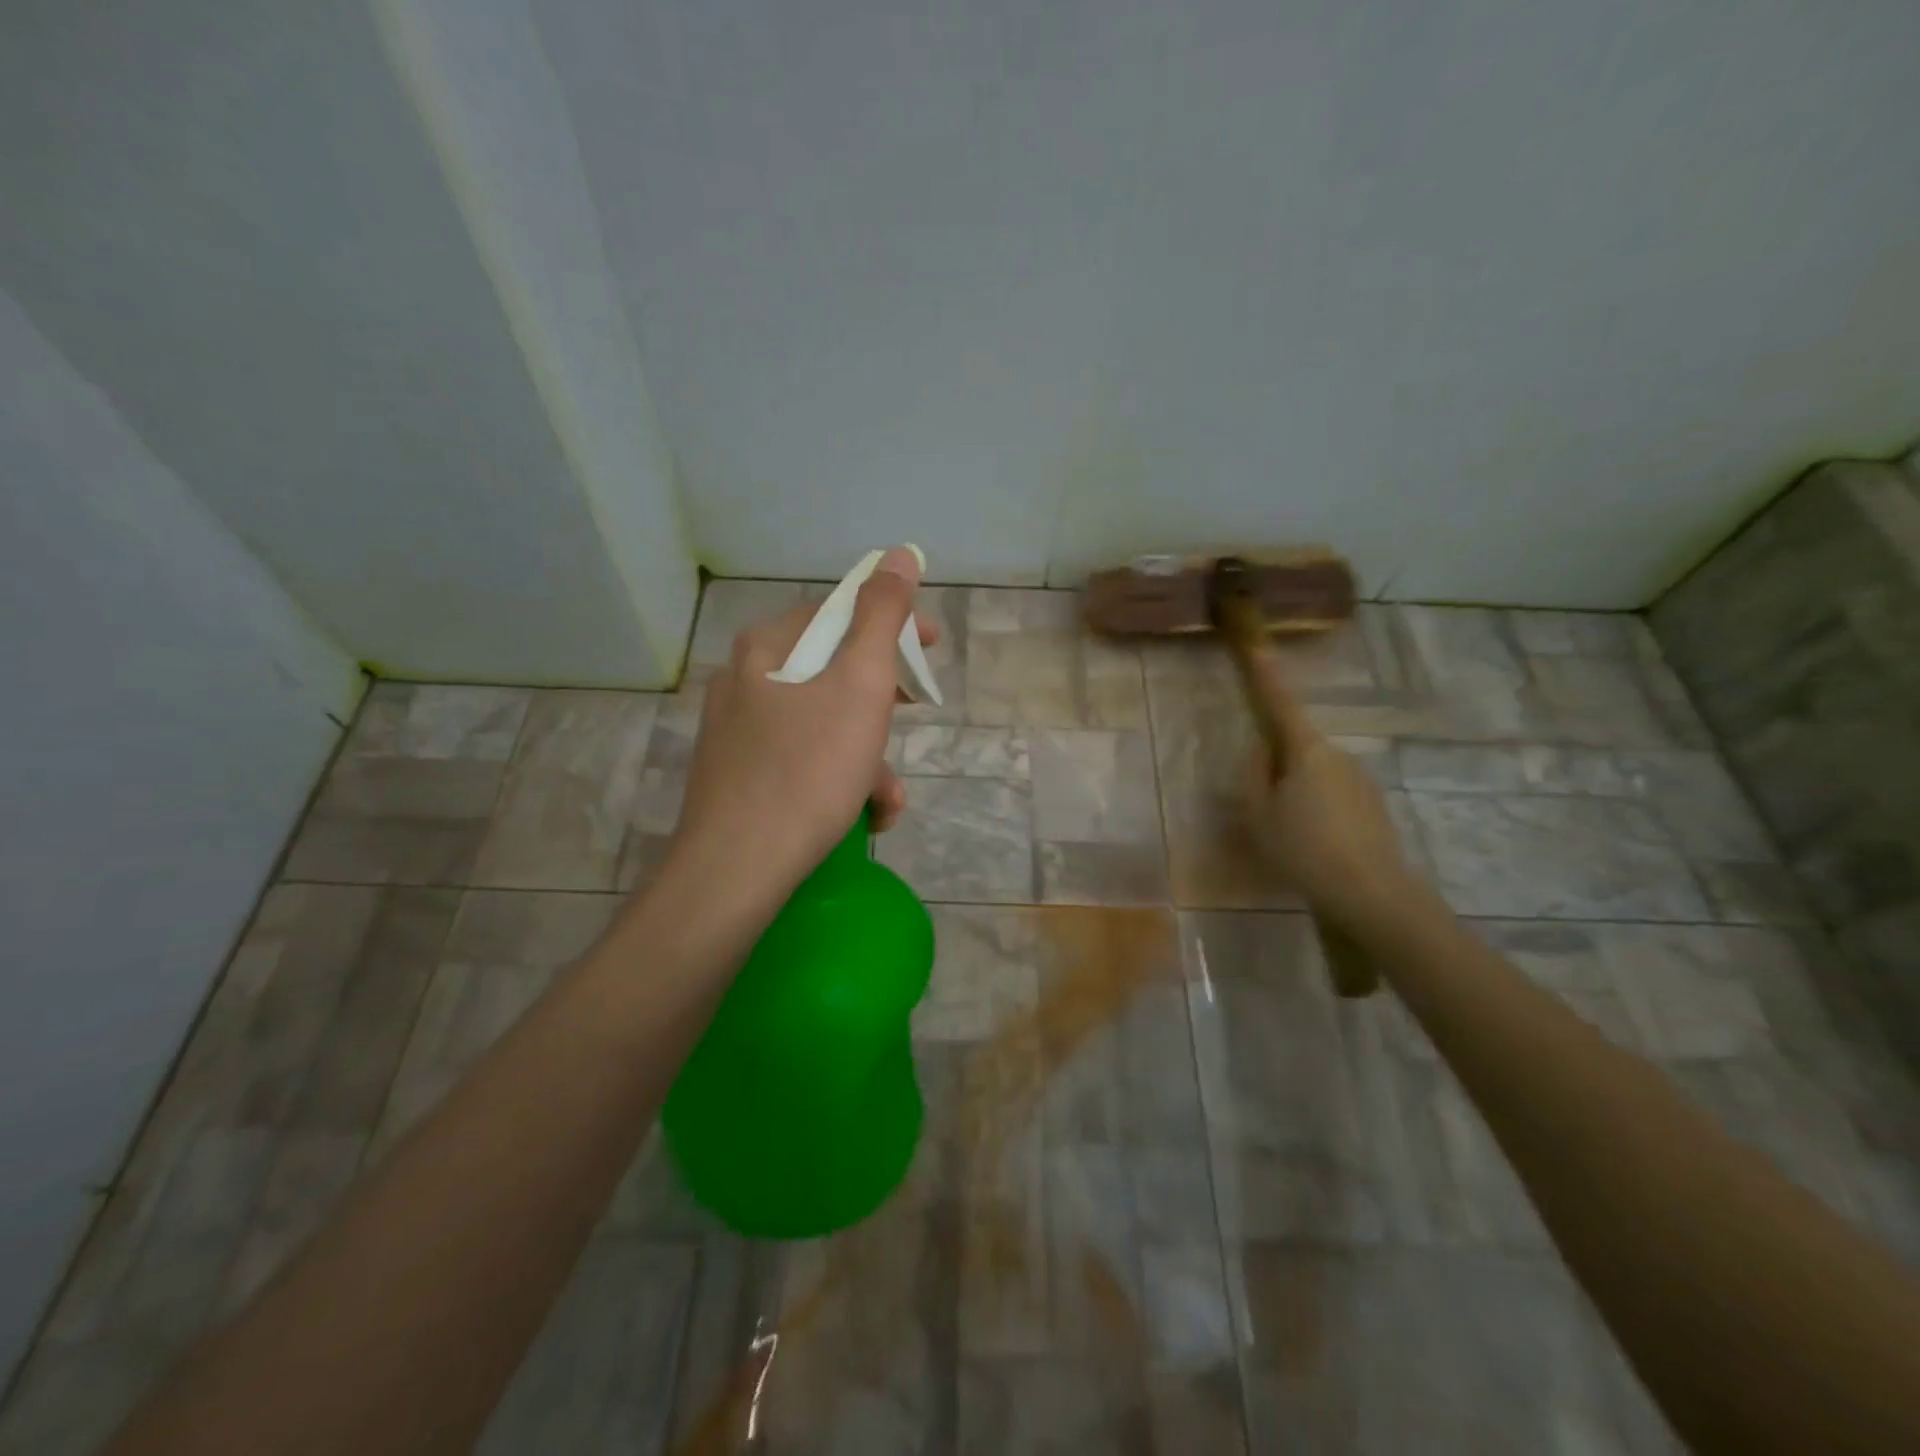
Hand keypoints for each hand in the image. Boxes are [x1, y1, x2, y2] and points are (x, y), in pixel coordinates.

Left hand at [668, 546, 933, 900]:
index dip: (893, 625)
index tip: (933, 647)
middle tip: (913, 717)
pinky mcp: (740, 778)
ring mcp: (738, 733)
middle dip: (884, 703)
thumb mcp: (859, 686)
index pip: (840, 613)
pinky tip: (862, 817)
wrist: (737, 870)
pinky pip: (803, 761)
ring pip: (823, 724)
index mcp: (767, 648)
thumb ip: (882, 617)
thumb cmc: (807, 770)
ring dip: (868, 756)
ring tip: (888, 799)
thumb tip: (900, 554)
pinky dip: (839, 780)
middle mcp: (744, 681)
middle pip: (833, 671)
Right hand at [1241, 649, 1413, 923]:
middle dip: (1279, 766)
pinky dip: (1320, 811)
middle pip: (1299, 748)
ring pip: (1317, 775)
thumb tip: (1260, 750)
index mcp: (1306, 751)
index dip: (1268, 677)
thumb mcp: (1260, 814)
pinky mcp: (1375, 806)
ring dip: (1300, 793)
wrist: (1371, 893)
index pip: (1281, 705)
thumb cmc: (1304, 848)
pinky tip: (1316, 847)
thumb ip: (1255, 775)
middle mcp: (1338, 756)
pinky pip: (1336, 796)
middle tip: (1264, 805)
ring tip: (1290, 836)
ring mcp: (1361, 780)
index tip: (1259, 648)